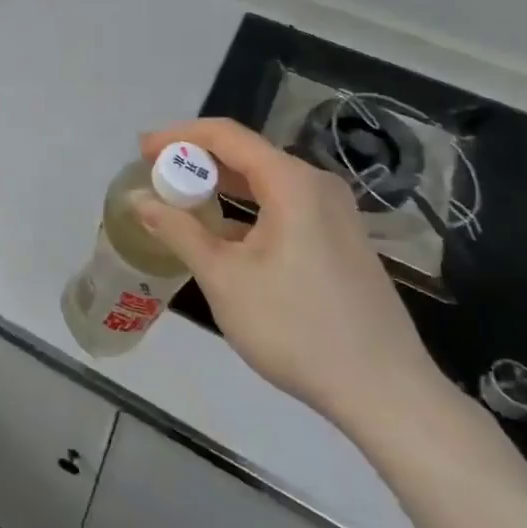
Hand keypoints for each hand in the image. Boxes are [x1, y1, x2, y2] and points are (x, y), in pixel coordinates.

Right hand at [133, 118, 451, 440]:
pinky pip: (285, 205)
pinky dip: (248, 208)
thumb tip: (140, 200)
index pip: (225, 135)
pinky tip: (225, 234)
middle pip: (247, 154)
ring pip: (266, 181)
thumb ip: (179, 231)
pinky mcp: (342, 240)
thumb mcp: (224, 279)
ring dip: (221, 185)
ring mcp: (335, 213)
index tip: (142, 151)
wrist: (386, 393)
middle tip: (155, 174)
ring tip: (181, 199)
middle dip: (197, 160)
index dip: (179, 136)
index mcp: (291, 181)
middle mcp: (316, 184)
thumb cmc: (297, 328)